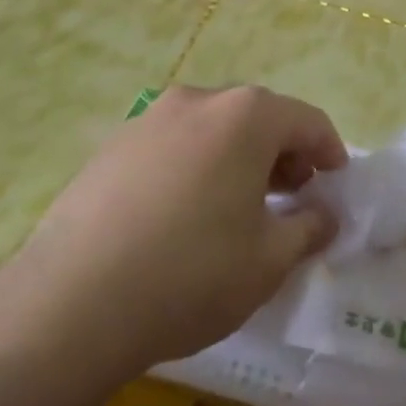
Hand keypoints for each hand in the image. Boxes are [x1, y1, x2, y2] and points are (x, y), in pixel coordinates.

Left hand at [7, 85, 345, 376]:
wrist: (70, 304)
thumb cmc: (191, 274)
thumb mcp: (268, 260)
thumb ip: (309, 228)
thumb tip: (325, 215)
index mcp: (246, 116)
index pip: (307, 120)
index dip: (329, 151)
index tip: (335, 185)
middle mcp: (198, 101)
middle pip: (258, 117)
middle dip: (283, 153)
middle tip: (290, 197)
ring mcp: (149, 119)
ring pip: (213, 129)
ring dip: (238, 158)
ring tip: (237, 207)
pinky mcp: (112, 146)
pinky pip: (172, 145)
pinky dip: (194, 166)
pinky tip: (183, 214)